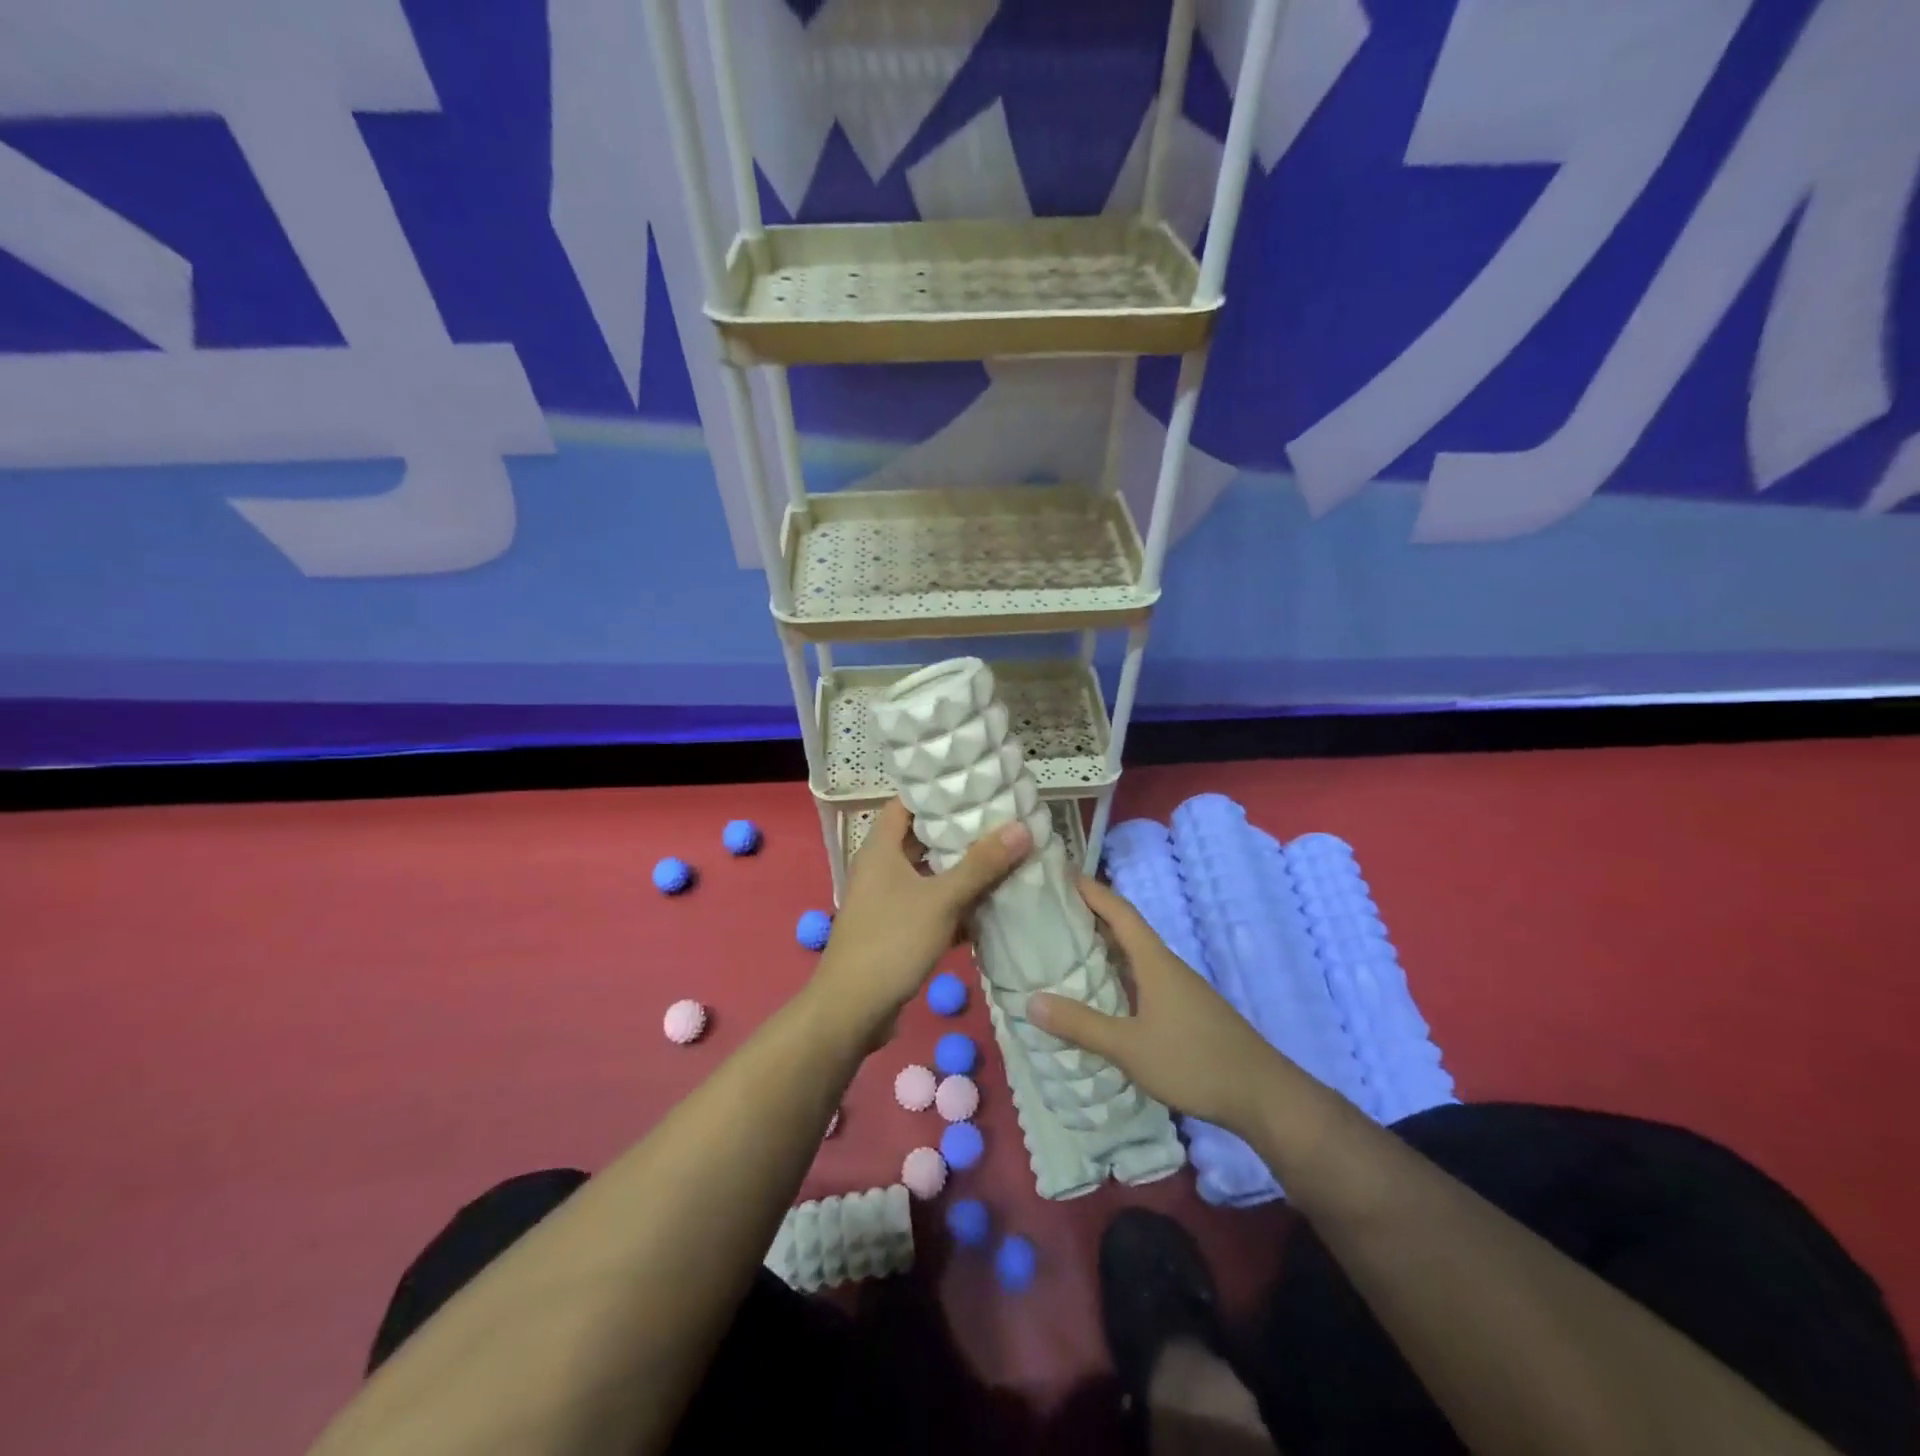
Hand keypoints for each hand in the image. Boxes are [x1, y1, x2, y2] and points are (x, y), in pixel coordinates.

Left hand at [808, 798, 1031, 1045]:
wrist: (852, 1009)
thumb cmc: (891, 941)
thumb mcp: (941, 900)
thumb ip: (981, 864)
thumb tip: (1021, 827)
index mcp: (880, 849)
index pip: (906, 804)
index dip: (936, 793)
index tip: (974, 787)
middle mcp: (880, 869)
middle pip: (921, 839)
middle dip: (958, 833)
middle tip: (1000, 823)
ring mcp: (886, 901)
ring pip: (928, 875)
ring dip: (960, 871)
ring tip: (1003, 858)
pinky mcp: (896, 929)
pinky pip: (929, 906)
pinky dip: (954, 904)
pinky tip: (989, 907)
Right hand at [1029, 875, 1292, 1133]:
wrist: (1262, 1095)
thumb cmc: (1194, 1061)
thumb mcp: (1129, 1046)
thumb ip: (1081, 1024)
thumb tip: (1030, 1002)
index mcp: (1154, 960)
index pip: (1119, 911)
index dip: (1091, 890)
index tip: (1060, 873)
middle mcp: (1166, 966)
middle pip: (1125, 929)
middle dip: (1089, 917)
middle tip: (1049, 913)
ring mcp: (1178, 989)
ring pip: (1133, 957)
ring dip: (1102, 948)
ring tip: (1064, 949)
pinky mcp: (1184, 1011)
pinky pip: (1142, 979)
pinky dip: (1116, 976)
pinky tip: (1100, 995)